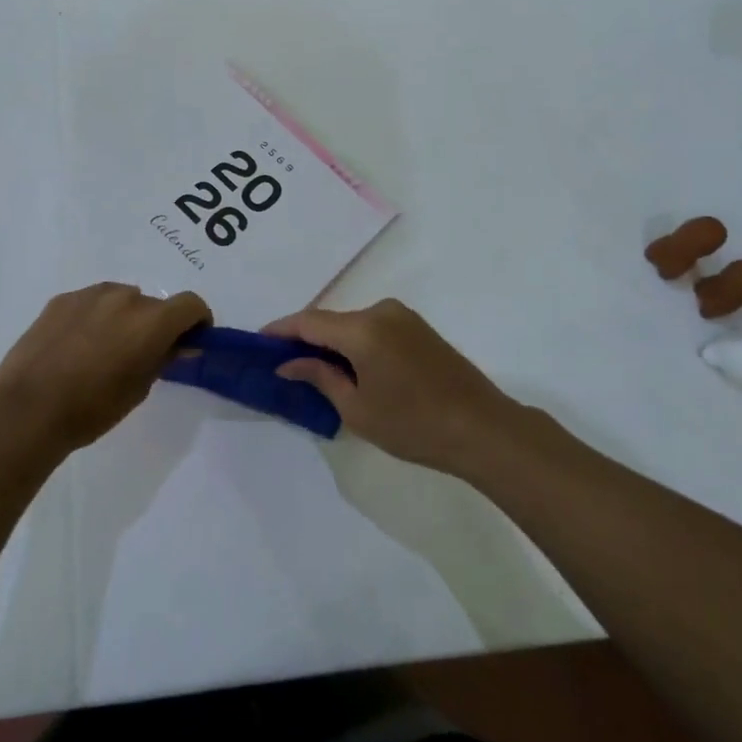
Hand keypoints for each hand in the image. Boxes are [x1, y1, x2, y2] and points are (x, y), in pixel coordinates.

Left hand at [0, 283, 210, 454]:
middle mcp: (125, 297)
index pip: (191, 304)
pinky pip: (91, 302)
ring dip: (124, 317)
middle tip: (141, 355)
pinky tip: (77, 346)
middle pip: (154, 304)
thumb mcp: (139, 389)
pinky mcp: (62, 299)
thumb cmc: (92, 408)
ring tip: (104, 350)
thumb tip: (180, 345)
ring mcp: (90, 294)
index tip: (190, 341)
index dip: (197, 321)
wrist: (28, 408)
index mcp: (151, 320)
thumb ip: (164, 359)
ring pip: (121, 299)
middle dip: (156, 324)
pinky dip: (95, 317)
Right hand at [265, 299, 525, 475]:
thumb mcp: (357, 408)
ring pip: (353, 325)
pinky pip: (374, 328)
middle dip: (305, 339)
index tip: (258, 342)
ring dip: (332, 342)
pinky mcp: (419, 328)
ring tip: (315, 370)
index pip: (308, 321)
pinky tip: (350, 368)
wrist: (483, 429)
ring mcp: (404, 317)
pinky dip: (355, 343)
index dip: (280, 330)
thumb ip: (320, 377)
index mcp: (362, 330)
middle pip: (331, 321)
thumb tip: (288, 363)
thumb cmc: (414, 425)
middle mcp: (381, 312)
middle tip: (283, 363)